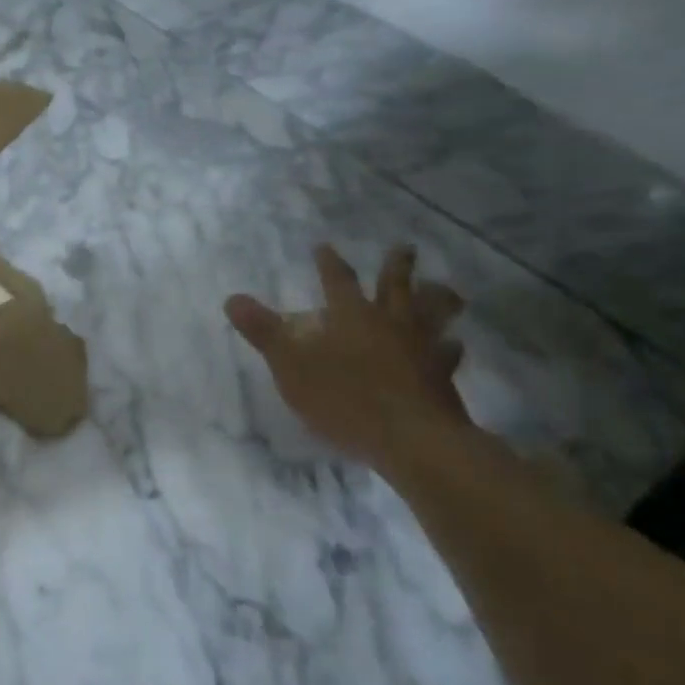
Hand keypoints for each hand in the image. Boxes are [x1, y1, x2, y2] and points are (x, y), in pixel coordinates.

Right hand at [226, 244, 469, 465]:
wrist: (410, 438)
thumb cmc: (344, 398)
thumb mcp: (290, 364)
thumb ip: (263, 331)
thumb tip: (231, 298)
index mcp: (351, 315)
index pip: (337, 280)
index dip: (329, 262)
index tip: (324, 246)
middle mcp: (389, 322)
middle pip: (396, 286)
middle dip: (397, 265)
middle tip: (405, 247)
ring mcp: (421, 347)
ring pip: (432, 314)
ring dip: (437, 299)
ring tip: (446, 290)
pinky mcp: (441, 376)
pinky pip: (448, 354)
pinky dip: (450, 347)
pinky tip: (454, 346)